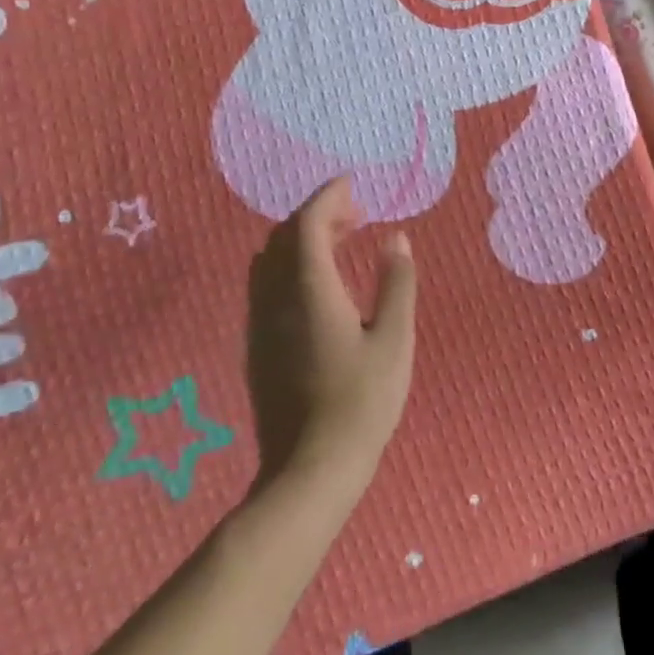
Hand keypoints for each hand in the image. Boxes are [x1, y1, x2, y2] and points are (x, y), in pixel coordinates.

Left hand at [244, 179, 416, 498]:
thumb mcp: (395, 339)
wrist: (309, 470)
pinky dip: (292, 264)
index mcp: (310, 291)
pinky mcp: (257, 346)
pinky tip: (320, 283)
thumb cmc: (362, 402)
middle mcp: (275, 300)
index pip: (307, 224)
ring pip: (269, 261)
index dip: (328, 197)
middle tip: (357, 214)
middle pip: (284, 237)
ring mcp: (260, 324)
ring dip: (302, 239)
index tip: (353, 184)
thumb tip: (395, 239)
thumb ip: (396, 283)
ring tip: (341, 242)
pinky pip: (266, 284)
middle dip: (317, 214)